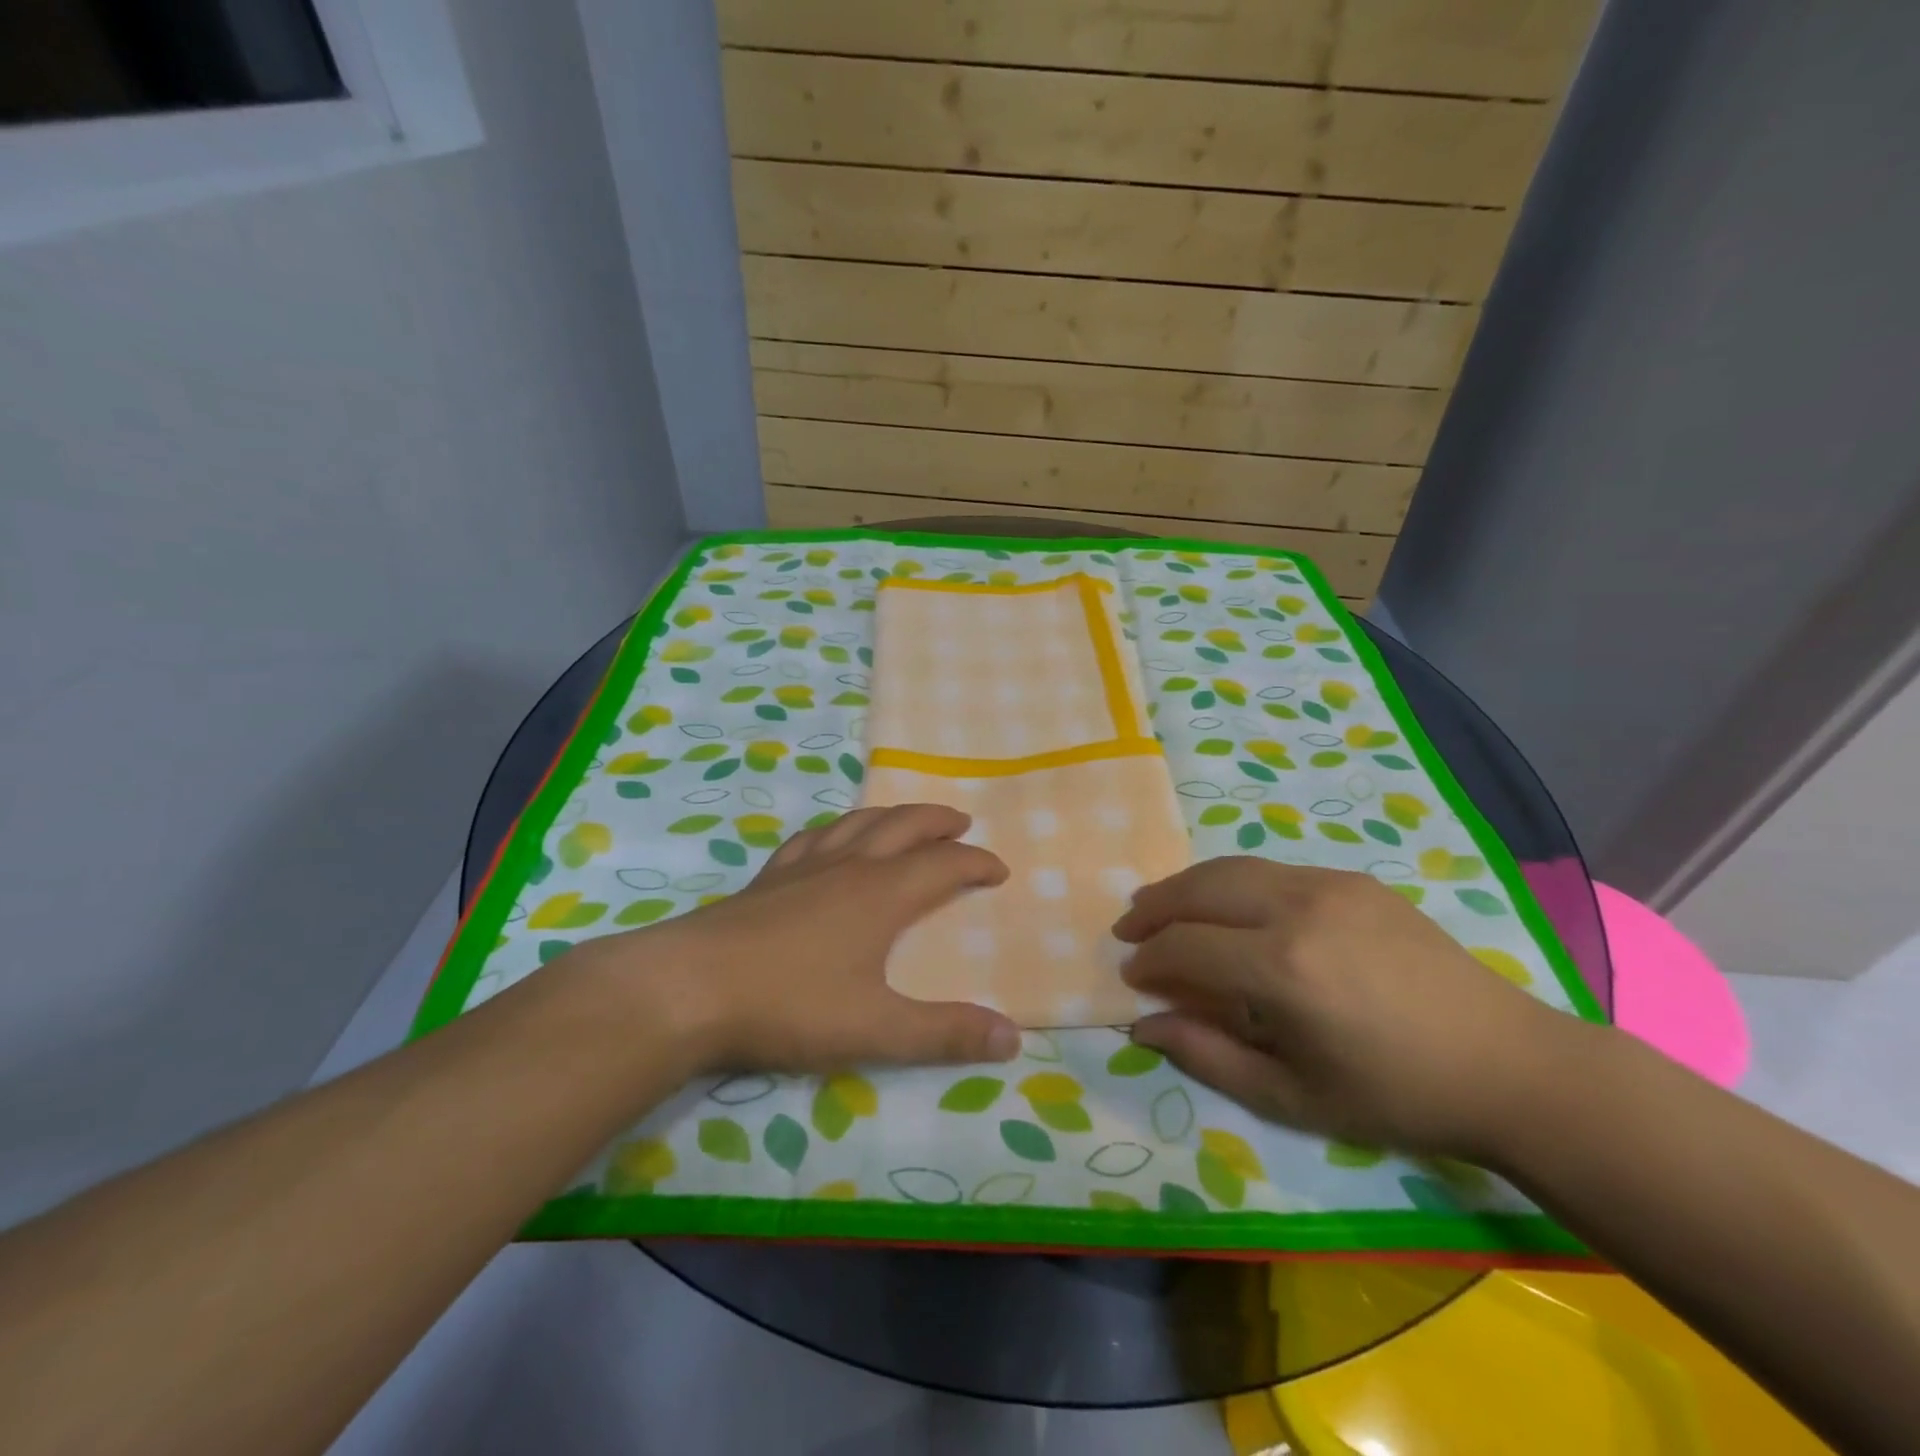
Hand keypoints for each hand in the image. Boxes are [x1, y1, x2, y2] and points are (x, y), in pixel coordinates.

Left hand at [569, 804, 1020, 1075]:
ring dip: (891, 816)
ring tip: (905, 819)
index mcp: (882, 893)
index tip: (999, 870)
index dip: (977, 863)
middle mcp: (848, 867)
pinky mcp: (767, 878)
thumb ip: (945, 1034)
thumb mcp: (877, 1029)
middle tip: (961, 823)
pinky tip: (829, 839)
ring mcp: (803, 867)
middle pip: (903, 826)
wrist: (688, 989)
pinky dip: (835, 830)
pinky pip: (812, 838)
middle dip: (938, 822)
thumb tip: (1014, 1038)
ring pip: (857, 823)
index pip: (945, 865)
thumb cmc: (790, 1005)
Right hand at [1113, 857, 1591, 1159]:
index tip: (1130, 976)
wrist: (1506, 1063)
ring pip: (1231, 868)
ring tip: (1160, 906)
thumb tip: (1144, 1025)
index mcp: (1283, 969)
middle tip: (1128, 929)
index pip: (1186, 946)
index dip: (1148, 960)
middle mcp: (1298, 909)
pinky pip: (1271, 870)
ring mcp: (1328, 885)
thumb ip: (1208, 1056)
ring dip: (1186, 886)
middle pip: (1199, 889)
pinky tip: (1227, 906)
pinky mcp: (1352, 879)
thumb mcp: (1293, 1097)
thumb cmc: (1396, 1095)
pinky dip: (1231, 882)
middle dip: (1154, 908)